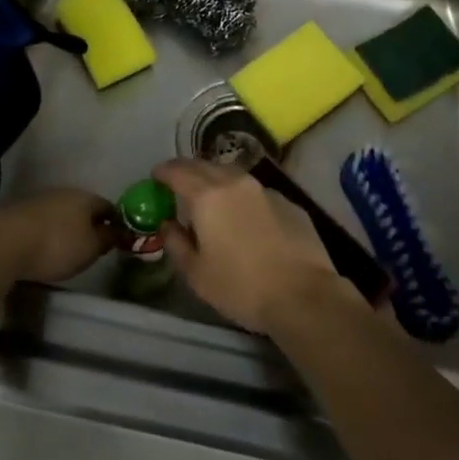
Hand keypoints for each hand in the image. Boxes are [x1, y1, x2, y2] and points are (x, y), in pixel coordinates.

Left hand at [0, 189, 114, 284]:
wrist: (3, 242)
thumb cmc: (56, 245)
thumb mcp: (90, 248)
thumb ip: (107, 239)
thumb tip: (117, 231)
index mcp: (86, 198)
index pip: (108, 207)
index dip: (116, 223)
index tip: (117, 240)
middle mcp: (65, 193)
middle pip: (84, 208)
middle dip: (89, 224)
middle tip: (92, 247)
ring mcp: (39, 200)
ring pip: (61, 213)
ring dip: (66, 228)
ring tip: (66, 250)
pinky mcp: (19, 212)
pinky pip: (42, 222)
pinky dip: (47, 233)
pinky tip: (43, 248)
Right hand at [153, 159, 349, 332]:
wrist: (303, 294)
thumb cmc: (241, 287)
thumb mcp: (197, 274)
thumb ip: (176, 244)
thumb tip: (167, 225)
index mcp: (207, 196)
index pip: (177, 170)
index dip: (163, 171)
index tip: (155, 177)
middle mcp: (235, 182)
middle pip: (205, 165)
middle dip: (188, 170)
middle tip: (178, 184)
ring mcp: (265, 189)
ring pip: (232, 175)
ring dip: (216, 179)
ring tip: (210, 197)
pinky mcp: (288, 202)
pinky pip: (256, 192)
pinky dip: (242, 197)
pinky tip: (245, 217)